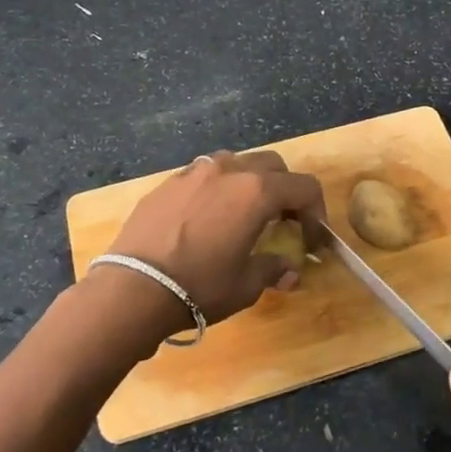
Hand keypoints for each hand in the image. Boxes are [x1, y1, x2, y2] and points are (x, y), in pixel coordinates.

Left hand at [106, 150, 324, 325]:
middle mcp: (229, 170)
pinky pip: (203, 175)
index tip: (312, 240)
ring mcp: (194, 172)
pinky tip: (207, 218)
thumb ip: (273, 269)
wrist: (133, 288)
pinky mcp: (167, 183)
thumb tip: (289, 271)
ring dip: (250, 183)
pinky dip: (217, 189)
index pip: (304, 188)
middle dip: (285, 191)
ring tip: (243, 214)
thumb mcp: (246, 284)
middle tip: (283, 222)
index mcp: (257, 191)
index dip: (316, 213)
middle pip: (273, 166)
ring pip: (235, 163)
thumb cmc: (200, 286)